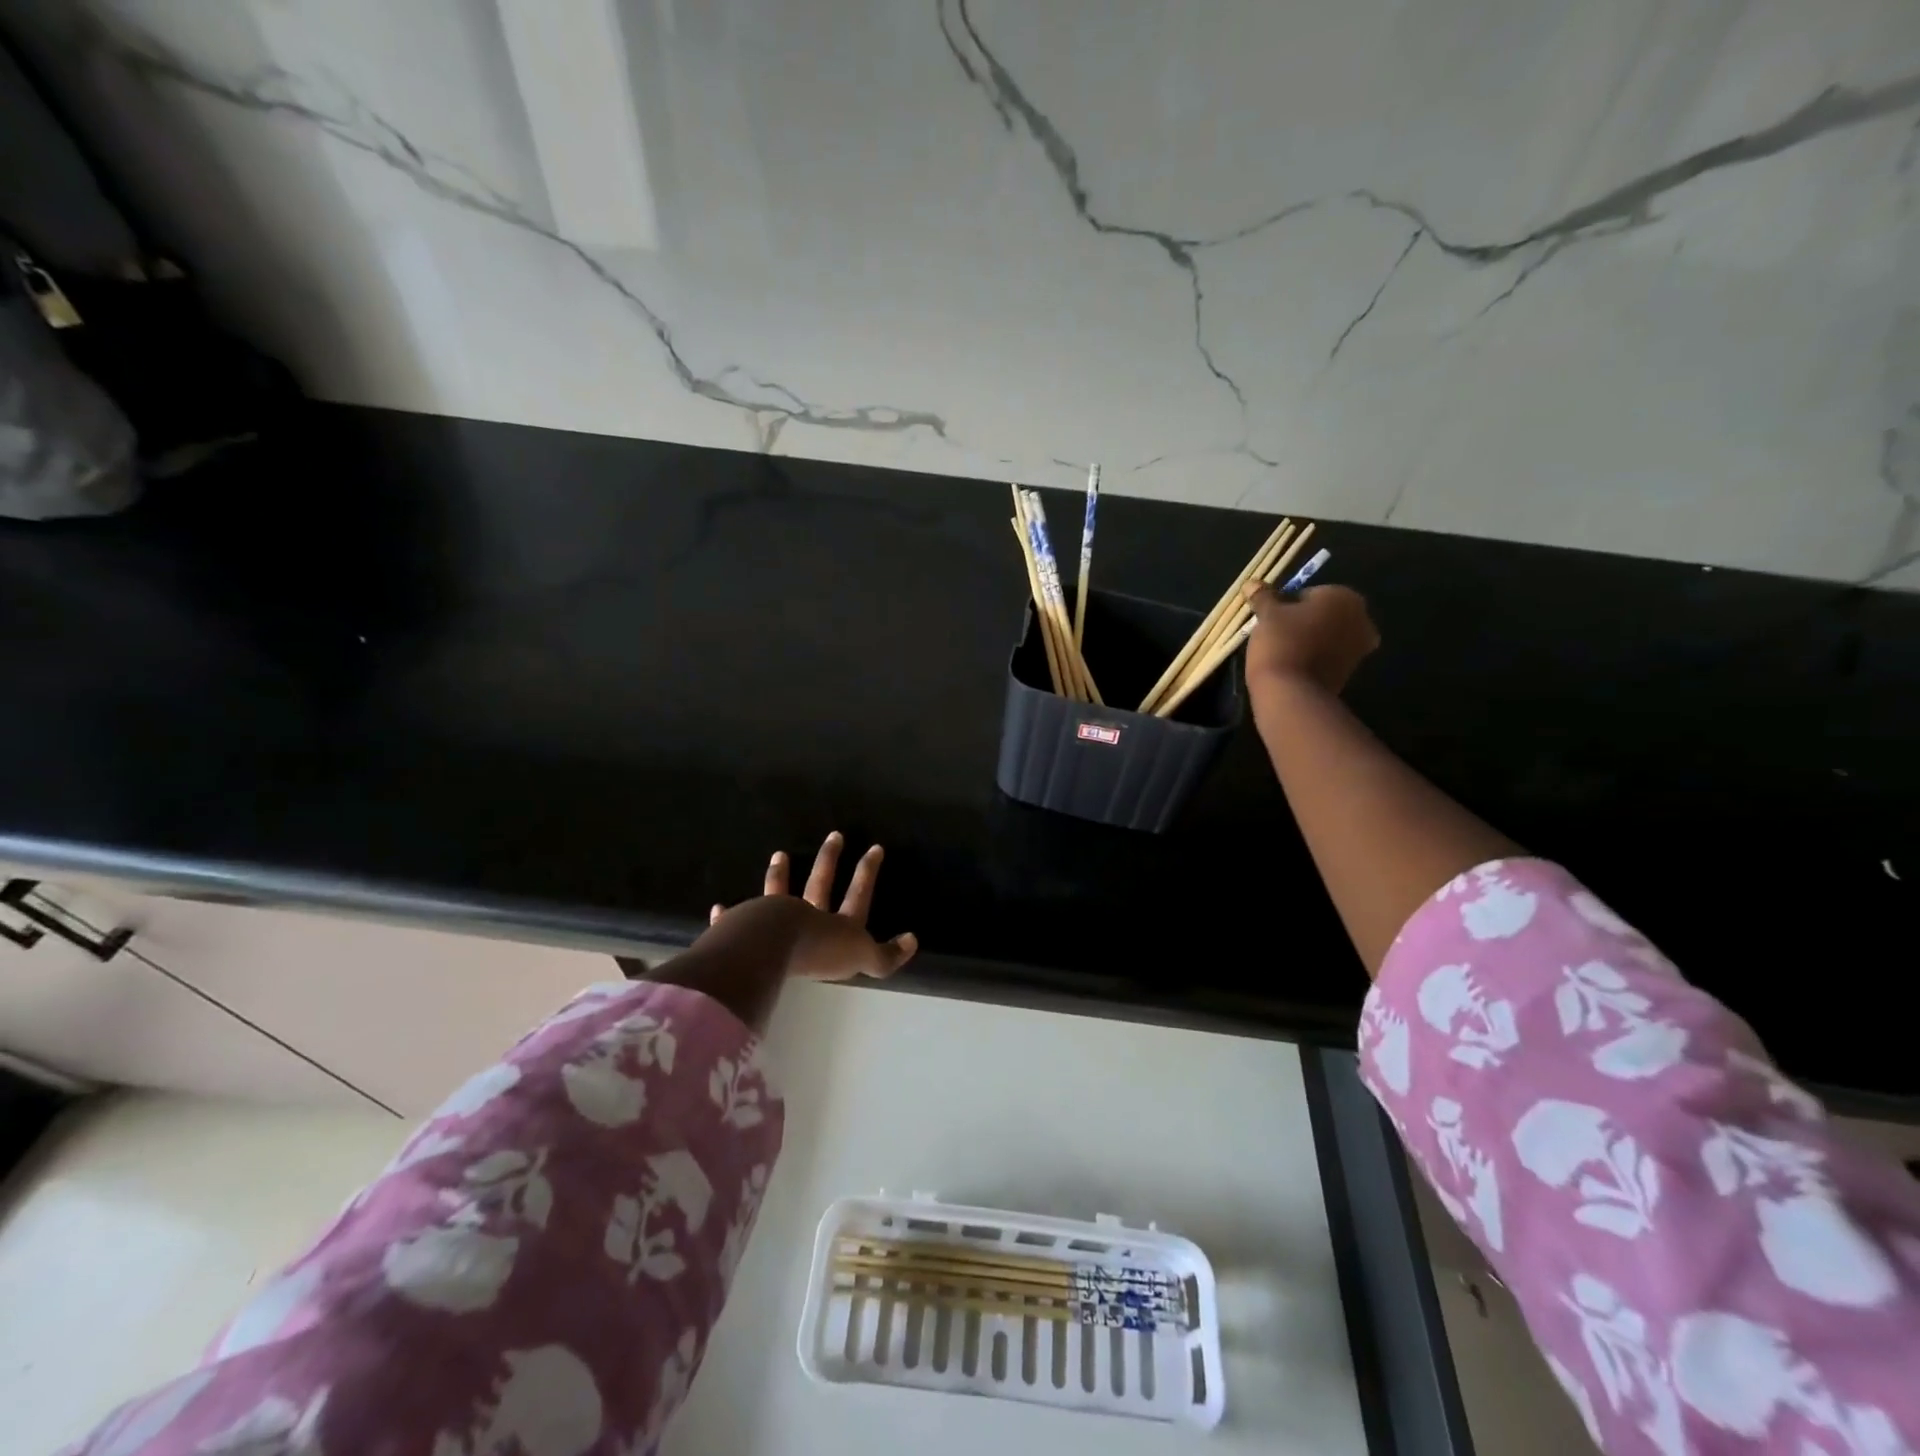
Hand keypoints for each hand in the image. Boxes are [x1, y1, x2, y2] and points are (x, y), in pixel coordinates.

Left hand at [706, 831, 917, 981]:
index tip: (875, 848)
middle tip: (834, 835)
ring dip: (780, 875)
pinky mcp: (744, 929)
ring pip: (778, 891)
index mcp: (837, 924)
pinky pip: (734, 919)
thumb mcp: (861, 958)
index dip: (868, 873)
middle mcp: (807, 914)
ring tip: (779, 855)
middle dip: (829, 859)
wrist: (772, 947)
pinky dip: (726, 915)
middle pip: (820, 882)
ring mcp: (774, 918)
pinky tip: (719, 908)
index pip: (858, 894)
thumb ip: (885, 956)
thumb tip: (912, 941)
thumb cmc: (819, 952)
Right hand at [1242, 582, 1379, 694]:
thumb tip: (1252, 582)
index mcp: (1344, 597)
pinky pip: (1329, 657)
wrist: (1291, 692)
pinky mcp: (1351, 673)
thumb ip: (1263, 596)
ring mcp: (1360, 648)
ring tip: (1283, 650)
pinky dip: (1315, 658)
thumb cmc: (1281, 642)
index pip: (1311, 593)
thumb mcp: (1267, 615)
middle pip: (1324, 614)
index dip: (1288, 604)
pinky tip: (1294, 665)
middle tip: (1276, 633)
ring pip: (1328, 636)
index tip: (1272, 618)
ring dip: (1310, 639)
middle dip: (1304, 621)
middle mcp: (1361, 619)